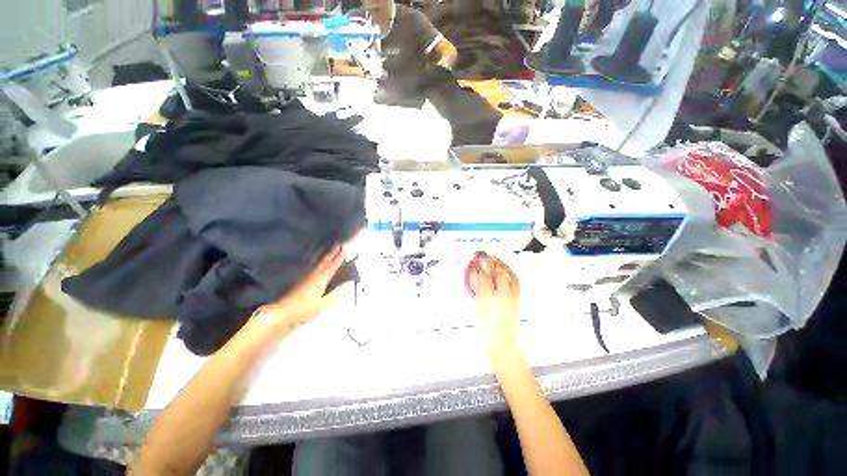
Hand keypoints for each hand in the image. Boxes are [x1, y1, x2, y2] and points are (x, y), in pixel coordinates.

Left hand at [256, 246, 345, 329]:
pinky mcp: (301, 280)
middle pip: (325, 261)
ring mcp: (307, 276)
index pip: (333, 266)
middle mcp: (315, 274)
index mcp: (322, 279)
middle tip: (338, 244)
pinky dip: (318, 262)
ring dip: (326, 256)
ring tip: (330, 250)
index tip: (345, 249)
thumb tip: (348, 284)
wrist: (283, 311)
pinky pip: (313, 267)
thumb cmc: (305, 308)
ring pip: (319, 263)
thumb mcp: (324, 304)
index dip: (339, 258)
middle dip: (332, 252)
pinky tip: (318, 263)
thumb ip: (336, 294)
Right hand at [472, 255, 521, 362]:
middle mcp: (501, 295)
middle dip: (490, 264)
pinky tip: (506, 269)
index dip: (479, 267)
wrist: (500, 341)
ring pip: (508, 275)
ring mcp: (510, 296)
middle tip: (484, 258)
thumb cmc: (486, 328)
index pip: (483, 276)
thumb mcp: (477, 307)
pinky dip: (510, 273)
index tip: (476, 262)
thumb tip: (474, 276)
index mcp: (488, 297)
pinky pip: (515, 281)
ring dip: (501, 266)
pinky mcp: (516, 299)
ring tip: (495, 260)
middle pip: (496, 273)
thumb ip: (477, 289)